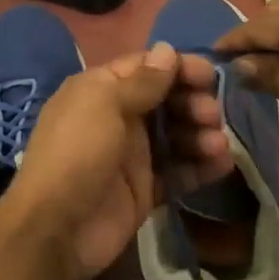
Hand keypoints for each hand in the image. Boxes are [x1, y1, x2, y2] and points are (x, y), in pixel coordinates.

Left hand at [2, 44, 232, 278]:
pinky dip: (201, 167)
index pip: (147, 68)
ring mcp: (132, 155)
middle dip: (193, 103)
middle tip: (210, 115)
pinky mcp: (145, 189)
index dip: (179, 68)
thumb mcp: (103, 104)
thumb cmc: (77, 154)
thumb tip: (167, 49)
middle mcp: (118, 118)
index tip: (210, 76)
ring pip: (176, 136)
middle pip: (166, 101)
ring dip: (200, 135)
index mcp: (102, 91)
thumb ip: (141, 80)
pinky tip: (222, 164)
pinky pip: (179, 172)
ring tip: (217, 145)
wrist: (56, 230)